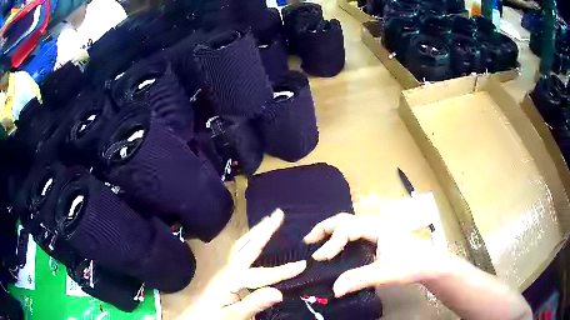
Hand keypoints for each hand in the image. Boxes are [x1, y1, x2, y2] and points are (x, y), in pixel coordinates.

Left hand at [182, 209, 306, 319]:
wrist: (192, 316)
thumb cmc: (212, 317)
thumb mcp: (233, 316)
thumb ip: (253, 305)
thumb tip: (278, 293)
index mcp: (232, 280)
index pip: (264, 274)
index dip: (284, 271)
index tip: (302, 264)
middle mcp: (228, 268)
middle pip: (249, 246)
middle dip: (265, 230)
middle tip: (279, 214)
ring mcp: (224, 267)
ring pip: (242, 244)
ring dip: (256, 231)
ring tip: (268, 219)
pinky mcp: (222, 269)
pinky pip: (237, 249)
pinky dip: (247, 240)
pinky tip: (252, 238)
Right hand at [304, 213, 442, 297]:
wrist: (428, 263)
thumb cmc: (410, 264)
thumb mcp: (385, 273)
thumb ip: (360, 279)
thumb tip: (334, 289)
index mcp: (377, 227)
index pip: (347, 228)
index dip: (331, 242)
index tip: (318, 258)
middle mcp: (374, 223)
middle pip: (345, 219)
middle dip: (324, 229)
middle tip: (308, 242)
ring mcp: (375, 229)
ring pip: (348, 224)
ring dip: (330, 232)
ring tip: (315, 243)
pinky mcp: (376, 237)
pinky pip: (352, 233)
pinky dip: (338, 238)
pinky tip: (334, 249)